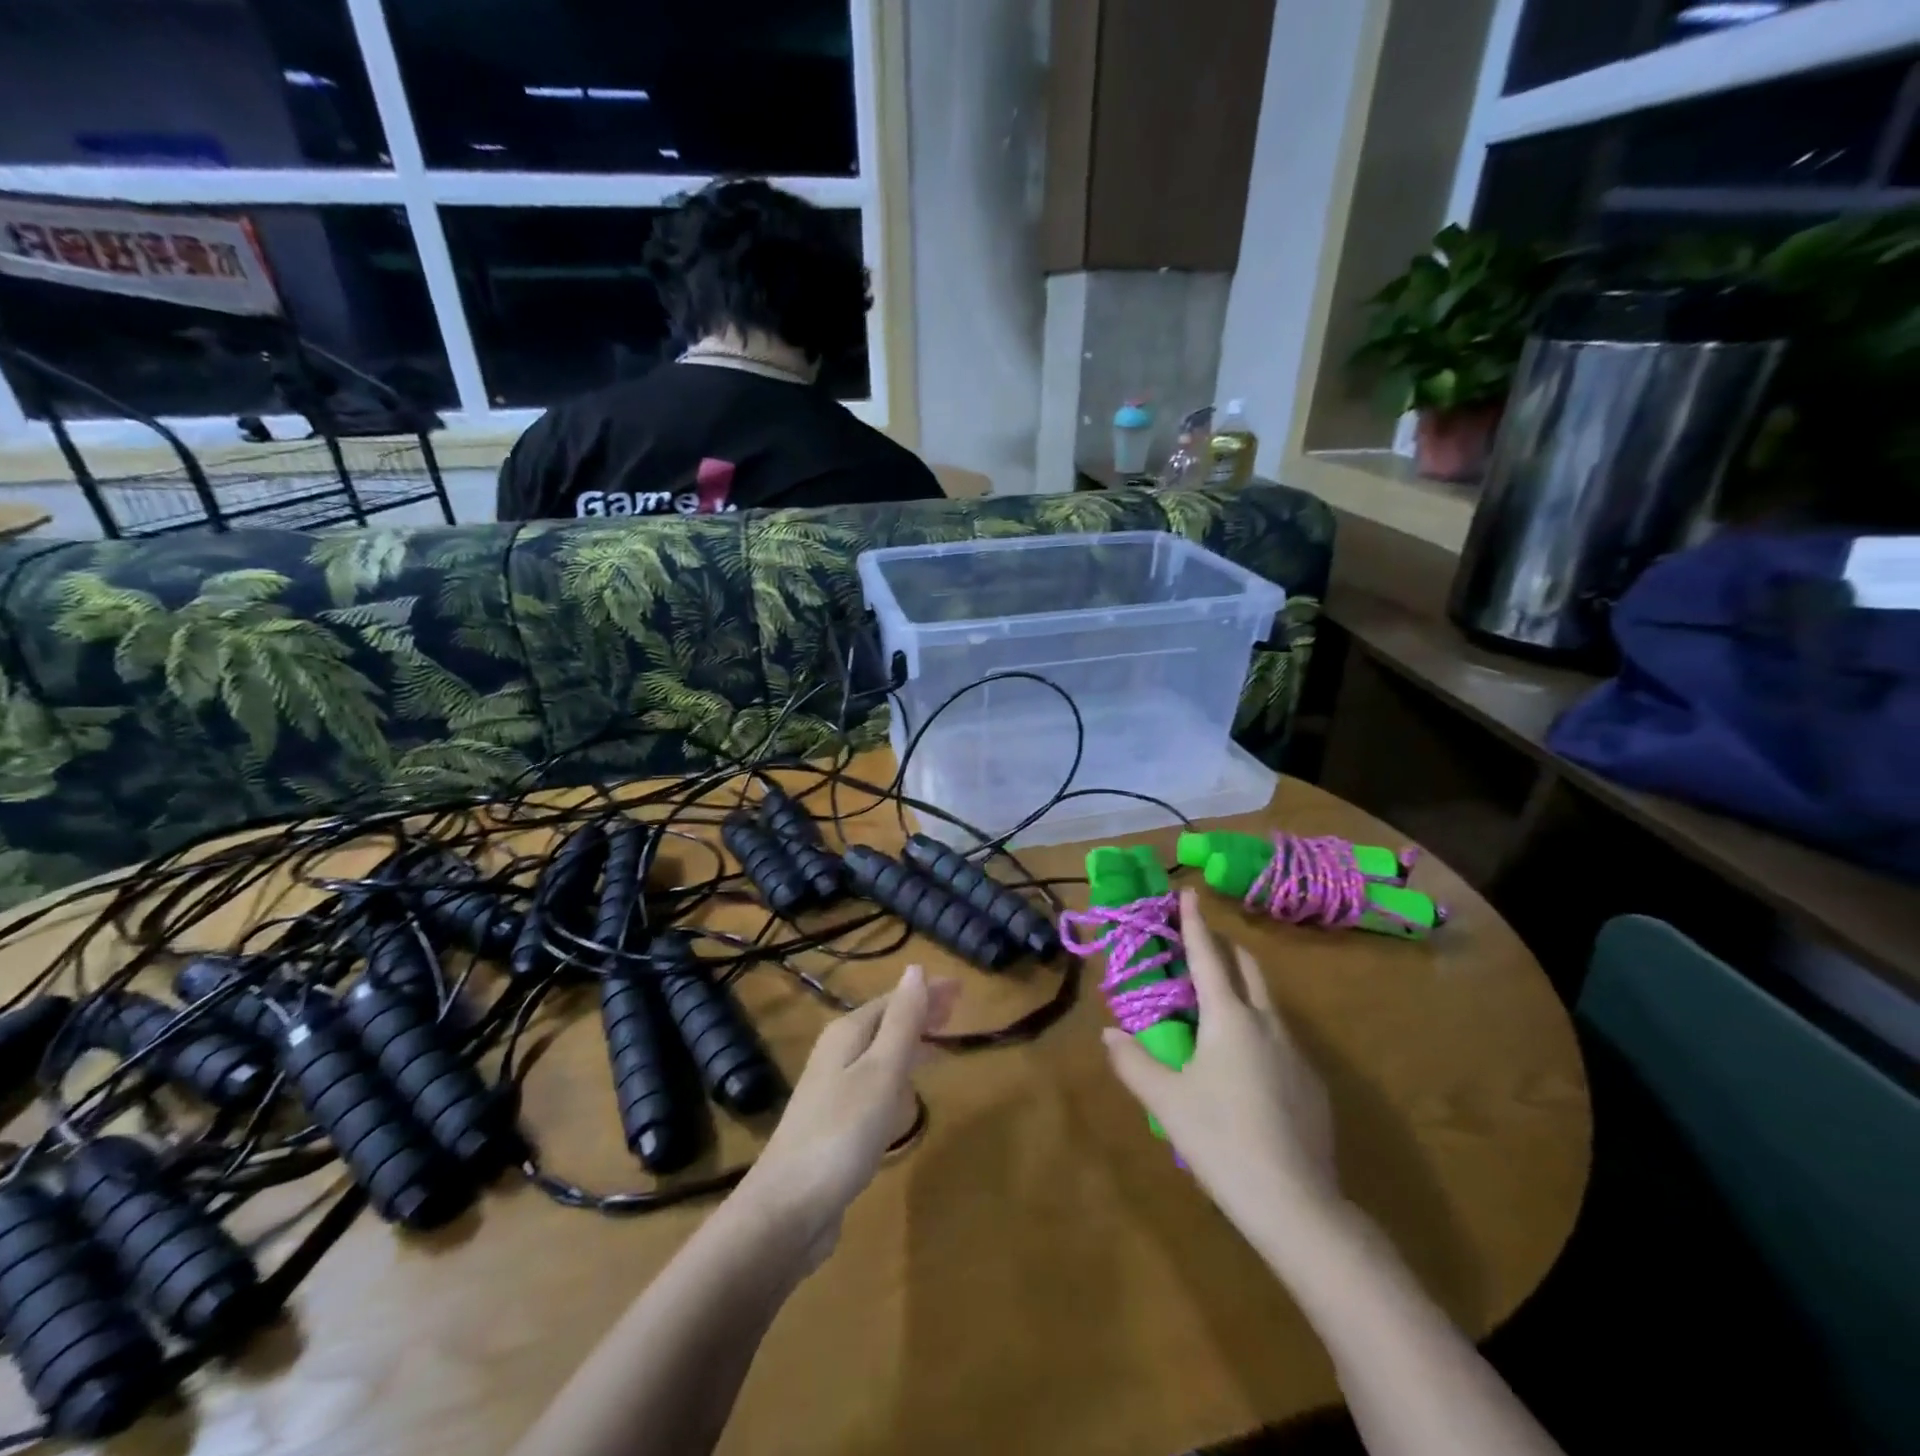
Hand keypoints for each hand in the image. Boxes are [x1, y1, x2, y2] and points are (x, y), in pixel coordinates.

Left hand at [742, 965, 959, 1270]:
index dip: (926, 992)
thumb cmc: (842, 1133)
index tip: (961, 989)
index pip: (894, 999)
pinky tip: (909, 1091)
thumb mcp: (881, 1073)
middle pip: (885, 1022)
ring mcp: (833, 1089)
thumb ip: (902, 1022)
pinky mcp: (835, 1123)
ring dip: (912, 1041)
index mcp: (847, 1034)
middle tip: (958, 1010)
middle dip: (920, 1012)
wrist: (787, 1210)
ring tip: (943, 1044)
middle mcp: (837, 1053)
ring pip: (881, 1052)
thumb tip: (915, 969)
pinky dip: (899, 1073)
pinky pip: (876, 1082)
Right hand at [1101, 889, 1343, 1241]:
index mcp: (1229, 1017)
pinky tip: (1244, 1063)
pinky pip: (1280, 1037)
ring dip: (1243, 987)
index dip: (1194, 923)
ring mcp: (1296, 1052)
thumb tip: (1110, 1035)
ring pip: (1268, 1002)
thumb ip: (1134, 1062)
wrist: (1298, 1205)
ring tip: (1217, 1004)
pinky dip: (1258, 1026)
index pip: (1207, 956)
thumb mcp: (1167, 1102)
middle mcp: (1267, 1023)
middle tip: (1201, 944)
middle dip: (1225, 948)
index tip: (1188, 893)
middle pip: (1248, 968)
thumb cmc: (1222, 1140)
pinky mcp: (1312, 1083)